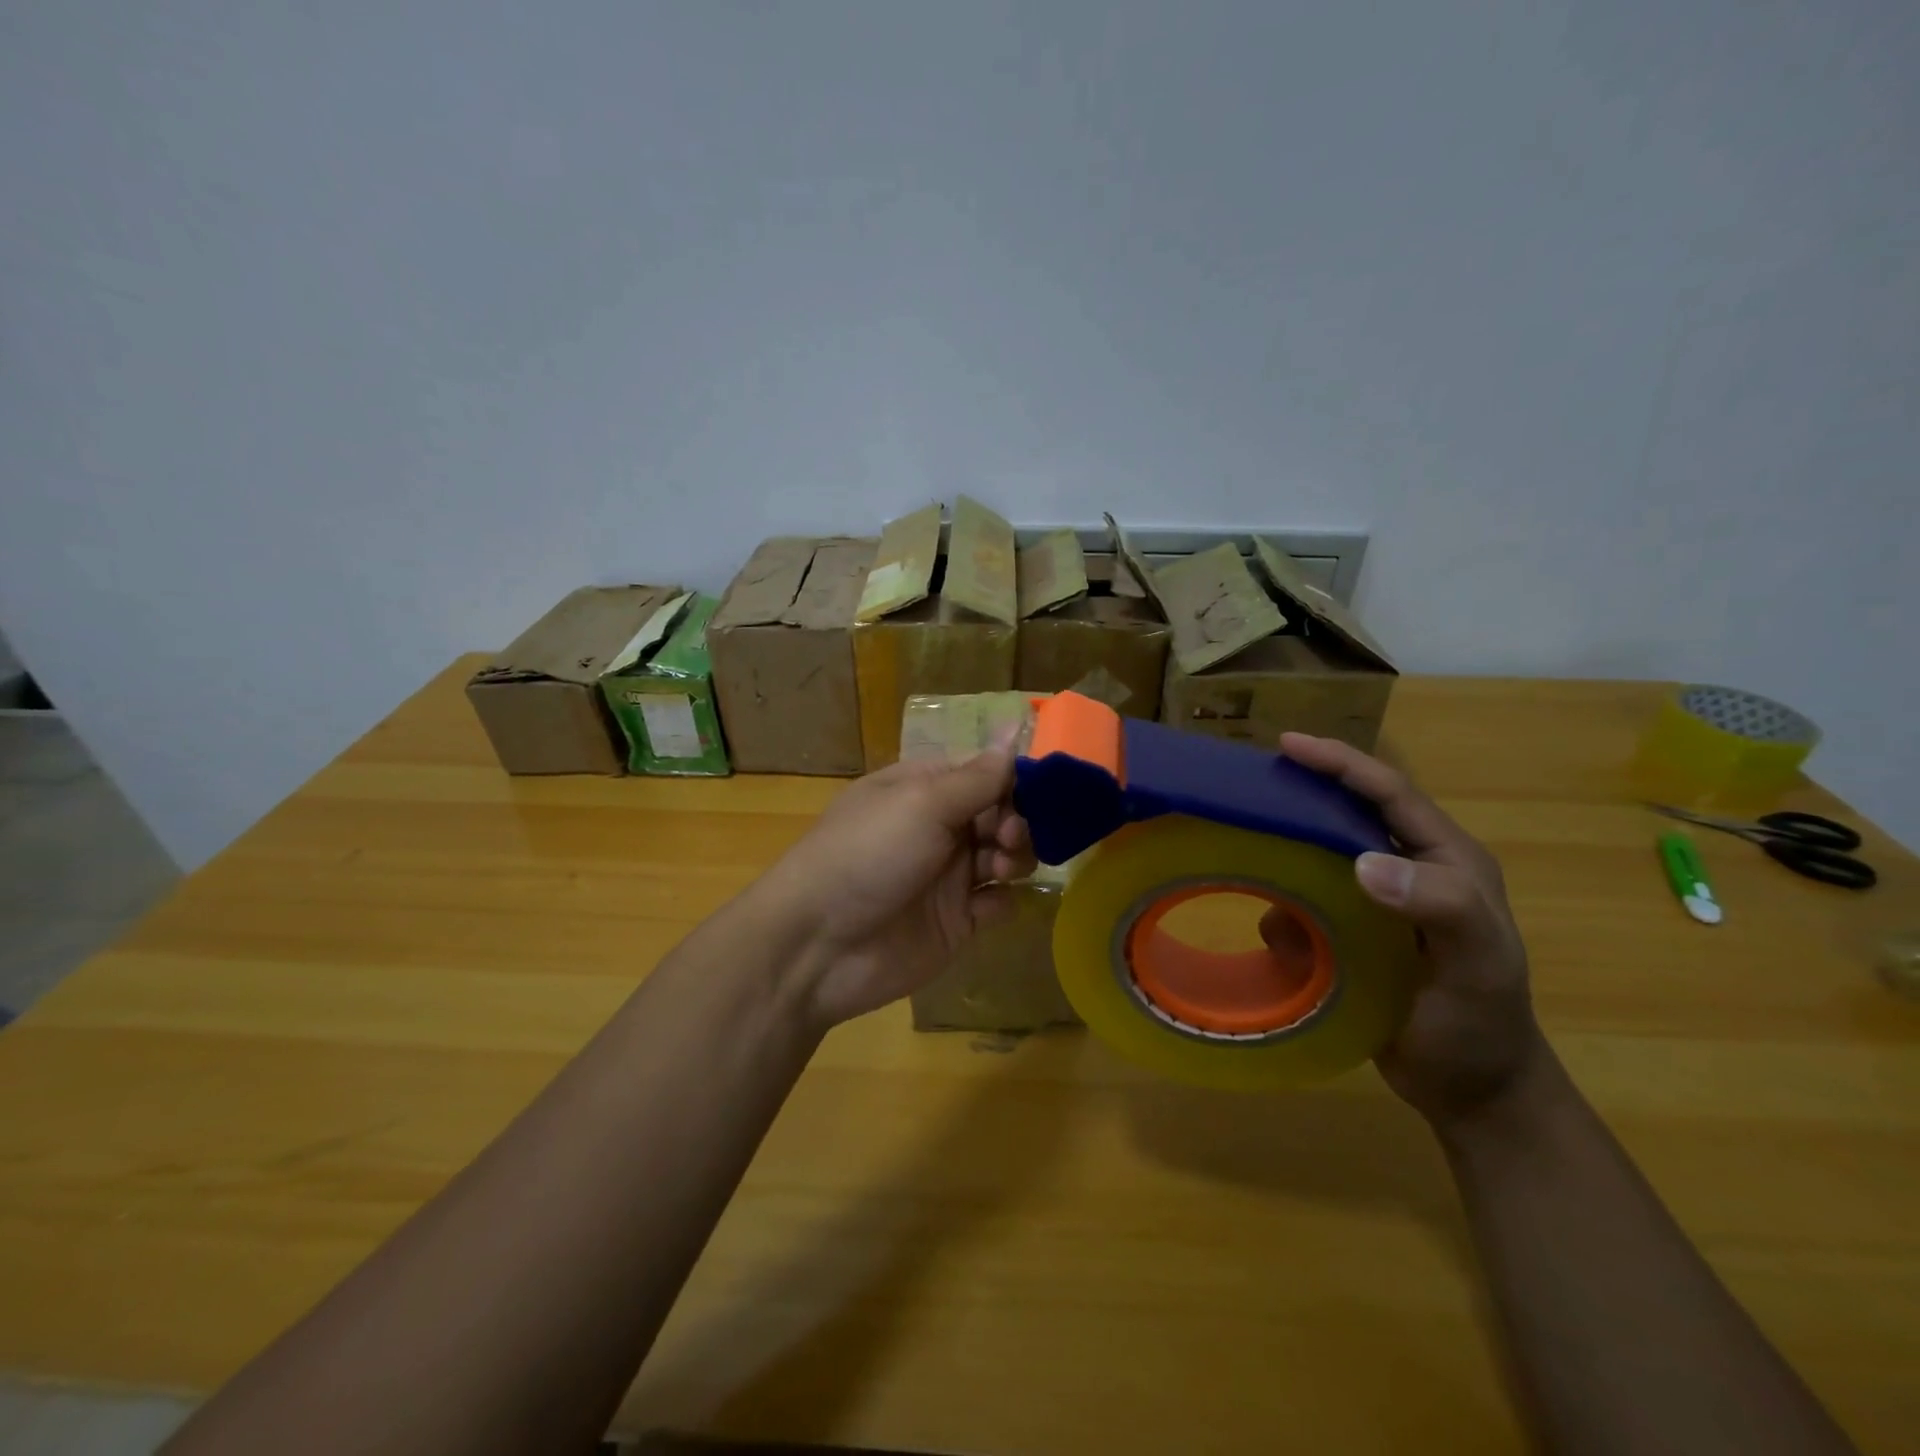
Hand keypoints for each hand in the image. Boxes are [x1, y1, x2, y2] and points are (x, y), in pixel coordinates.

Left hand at [758, 748, 1034, 1029]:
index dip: (1015, 778)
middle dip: (1017, 820)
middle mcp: (939, 827)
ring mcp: (948, 876)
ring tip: (999, 867)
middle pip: (1001, 813)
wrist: (818, 946)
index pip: (984, 771)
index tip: (1042, 789)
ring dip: (1015, 856)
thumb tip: (1013, 726)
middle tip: (1008, 835)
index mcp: (924, 788)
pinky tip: (989, 904)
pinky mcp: (956, 921)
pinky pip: (997, 902)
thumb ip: (977, 776)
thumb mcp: (922, 803)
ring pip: (1005, 855)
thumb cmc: (868, 855)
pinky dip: (1002, 900)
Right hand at [1274, 733, 1550, 1125]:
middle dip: (1302, 795)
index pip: (1389, 793)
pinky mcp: (1350, 930)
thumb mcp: (1478, 966)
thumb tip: (1363, 863)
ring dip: (1285, 857)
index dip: (1340, 763)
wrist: (1471, 1091)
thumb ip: (1441, 907)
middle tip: (1249, 788)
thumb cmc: (1481, 1024)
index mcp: (1446, 858)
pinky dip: (1284, 911)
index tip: (1287, 744)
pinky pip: (1302, 904)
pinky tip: (1276, 933)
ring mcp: (1377, 901)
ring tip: (1246, 857)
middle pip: (1347, 811)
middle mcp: (1410, 867)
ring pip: (1317, 856)